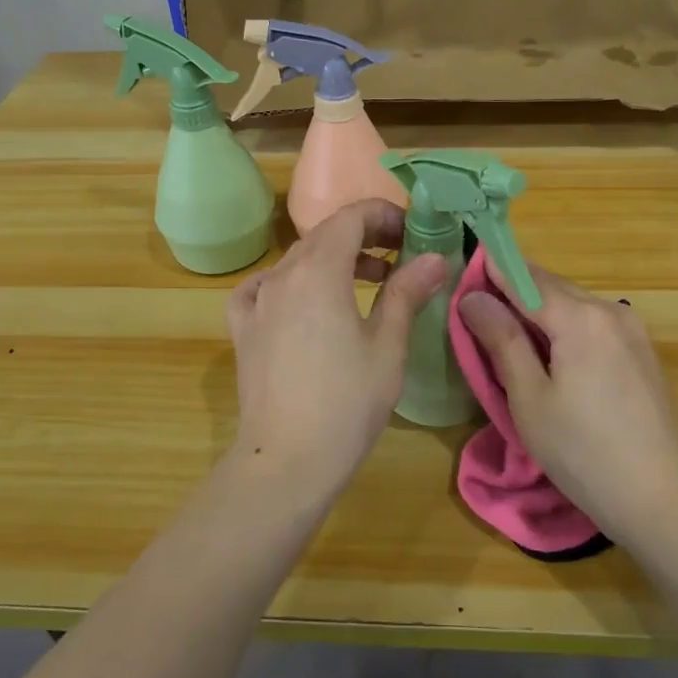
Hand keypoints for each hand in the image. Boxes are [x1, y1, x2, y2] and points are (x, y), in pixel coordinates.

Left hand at [227, 199, 447, 493]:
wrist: (286, 461)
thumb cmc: (347, 403)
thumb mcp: (388, 346)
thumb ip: (407, 293)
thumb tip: (434, 257)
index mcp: (319, 271)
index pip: (351, 218)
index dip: (384, 216)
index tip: (412, 233)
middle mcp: (282, 275)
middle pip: (324, 235)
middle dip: (365, 236)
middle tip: (401, 256)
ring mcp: (257, 301)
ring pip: (297, 260)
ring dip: (334, 259)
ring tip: (369, 281)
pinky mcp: (243, 329)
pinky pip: (263, 288)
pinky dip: (289, 282)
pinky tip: (302, 300)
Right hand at [458, 263, 677, 546]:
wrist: (664, 500)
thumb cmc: (584, 452)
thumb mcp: (530, 398)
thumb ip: (502, 340)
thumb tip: (473, 297)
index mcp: (579, 317)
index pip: (523, 277)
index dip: (490, 269)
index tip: (459, 271)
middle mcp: (609, 310)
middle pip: (549, 285)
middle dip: (511, 289)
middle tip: (474, 308)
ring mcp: (631, 330)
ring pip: (571, 303)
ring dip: (536, 309)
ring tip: (504, 332)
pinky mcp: (640, 351)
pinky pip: (590, 322)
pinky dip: (562, 325)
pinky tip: (547, 353)